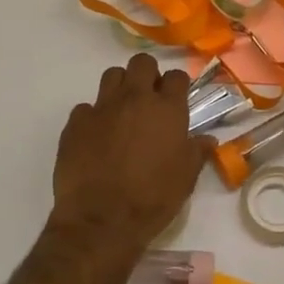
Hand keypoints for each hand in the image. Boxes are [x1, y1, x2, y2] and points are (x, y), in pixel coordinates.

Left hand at [50, 54, 212, 261]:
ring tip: (122, 111)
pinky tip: (96, 137)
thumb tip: (208, 139)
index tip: (176, 99)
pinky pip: (86, 107)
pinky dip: (93, 116)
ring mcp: (102, 107)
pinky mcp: (76, 122)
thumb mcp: (186, 179)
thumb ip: (197, 152)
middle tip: (149, 99)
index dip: (177, 85)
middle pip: (142, 63)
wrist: (101, 220)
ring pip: (112, 75)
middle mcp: (134, 99)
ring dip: (120, 87)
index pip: (176, 76)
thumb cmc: (153, 199)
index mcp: (166, 109)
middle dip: (147, 74)